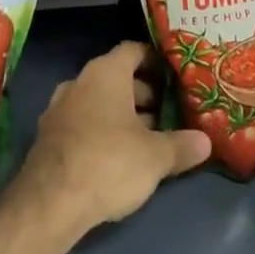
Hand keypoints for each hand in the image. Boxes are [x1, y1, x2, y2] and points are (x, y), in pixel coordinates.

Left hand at [16, 42, 209, 234]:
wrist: (50, 203)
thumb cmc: (109, 163)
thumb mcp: (155, 157)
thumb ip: (181, 145)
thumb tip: (205, 142)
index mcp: (105, 74)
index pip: (133, 51)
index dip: (156, 60)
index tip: (176, 74)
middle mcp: (79, 82)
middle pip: (117, 77)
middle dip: (144, 93)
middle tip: (172, 111)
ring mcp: (59, 109)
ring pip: (99, 102)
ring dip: (124, 114)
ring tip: (152, 136)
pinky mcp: (49, 137)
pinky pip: (83, 123)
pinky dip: (103, 130)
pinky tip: (120, 155)